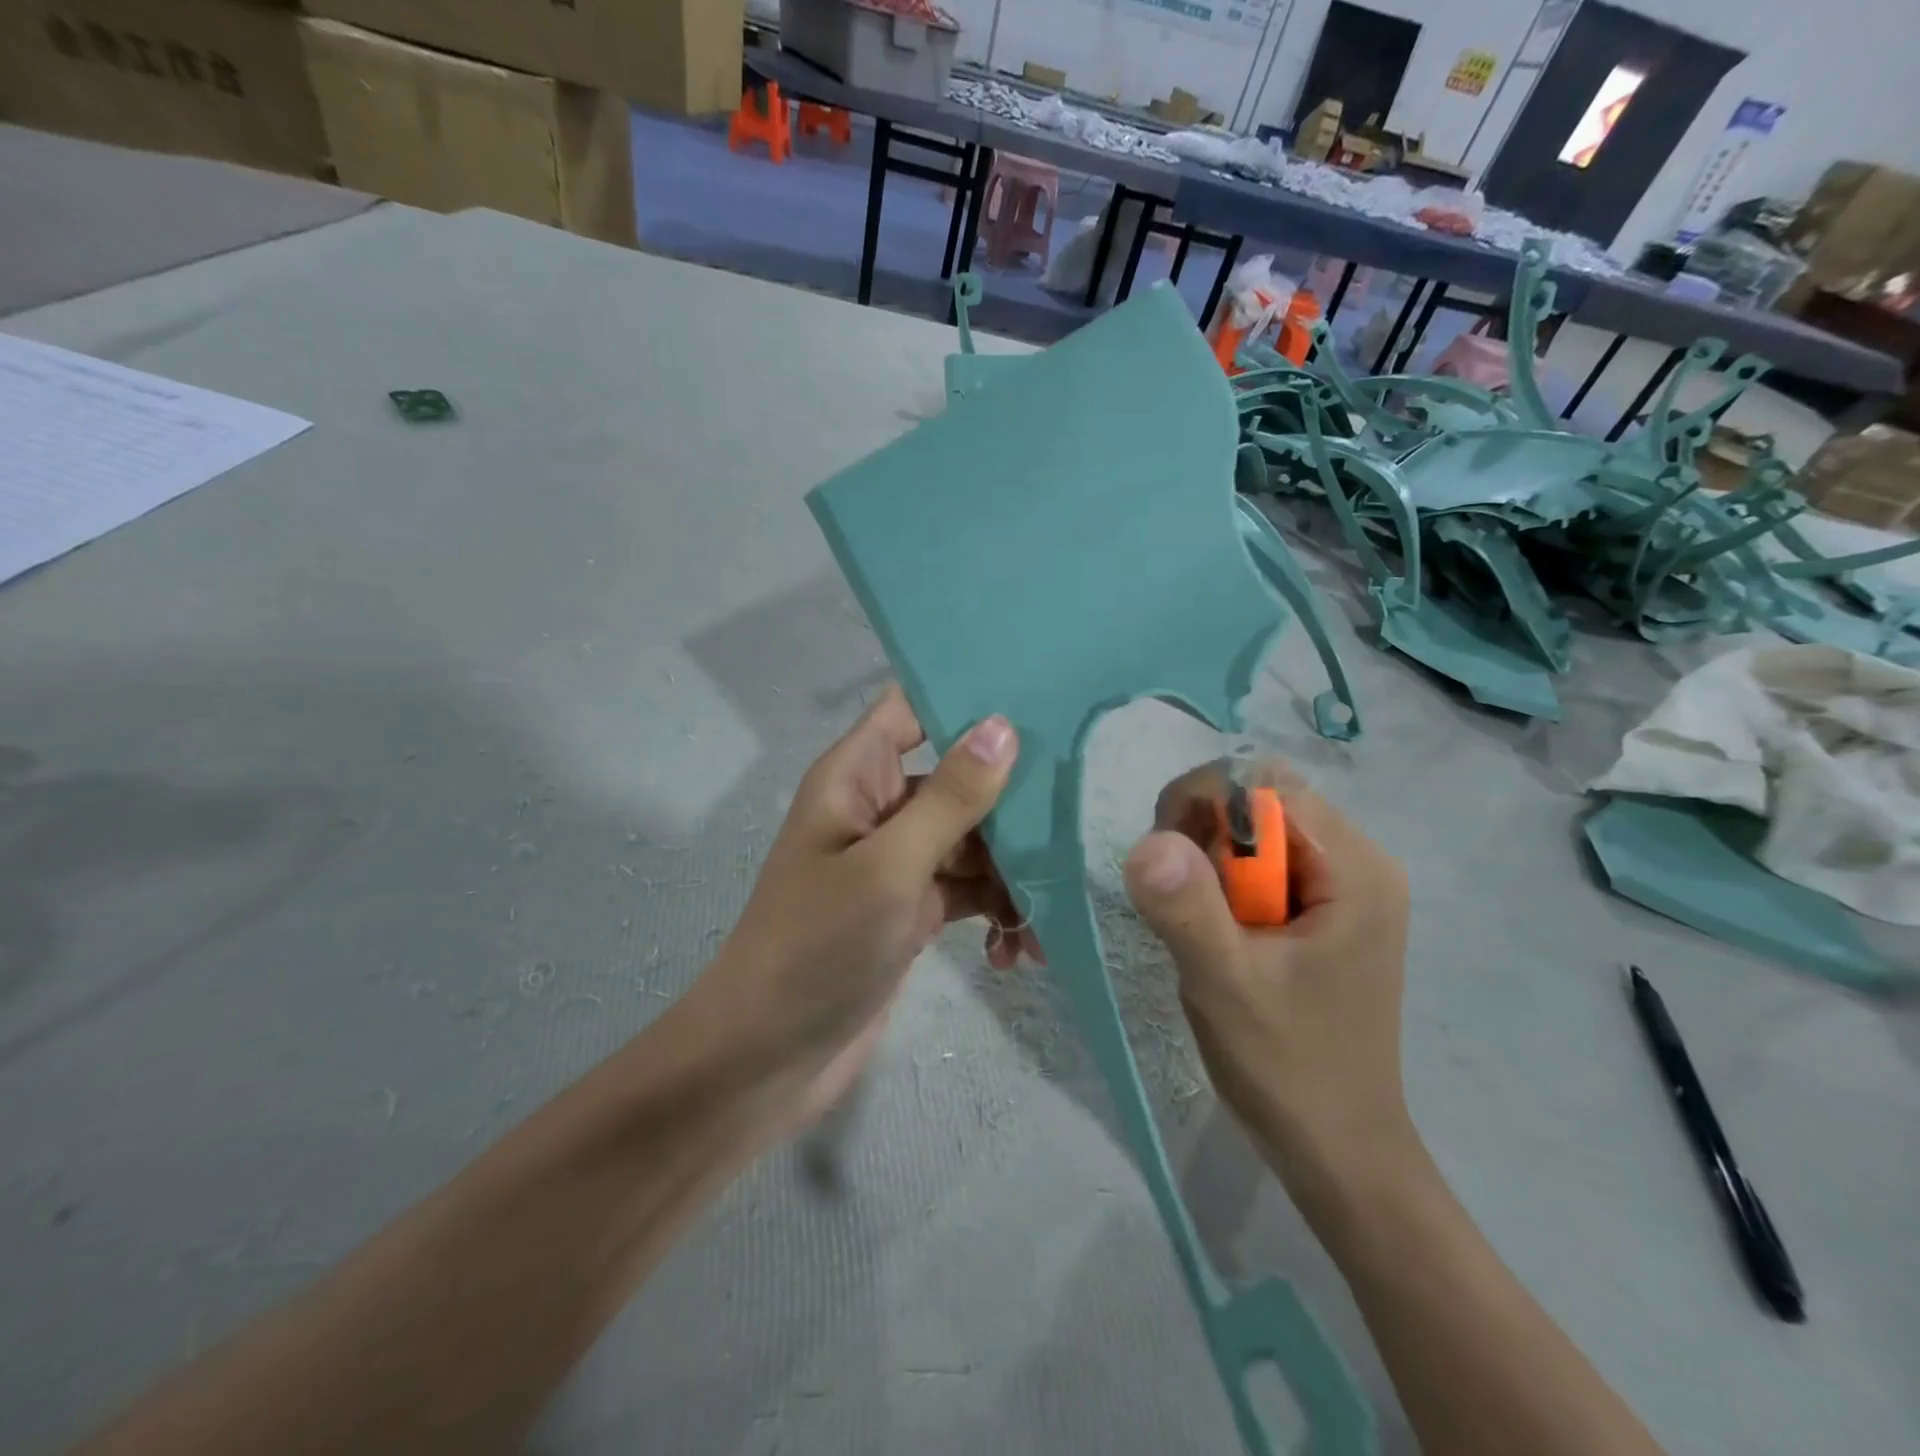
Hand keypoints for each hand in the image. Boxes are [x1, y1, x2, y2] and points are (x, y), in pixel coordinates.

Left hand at [699, 686, 1033, 1134]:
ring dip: (1012, 874)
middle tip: (1068, 830)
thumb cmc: (818, 946)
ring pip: (972, 840)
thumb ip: (950, 798)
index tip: (1038, 699)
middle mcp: (878, 808)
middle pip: (959, 778)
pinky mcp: (912, 909)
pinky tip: (1015, 952)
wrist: (768, 1058)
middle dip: (1011, 804)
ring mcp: (897, 861)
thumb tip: (1003, 725)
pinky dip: (995, 912)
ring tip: (1041, 919)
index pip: (912, 707)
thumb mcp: (890, 866)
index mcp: (857, 776)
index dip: (966, 697)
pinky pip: (968, 891)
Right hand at [1122, 758, 1413, 1183]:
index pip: (1268, 786)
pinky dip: (1225, 884)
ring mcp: (1346, 889)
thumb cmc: (1289, 1068)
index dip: (1206, 802)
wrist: (1337, 1149)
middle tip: (1175, 893)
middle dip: (1204, 832)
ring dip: (1210, 861)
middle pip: (1264, 802)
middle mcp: (1361, 864)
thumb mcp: (1225, 987)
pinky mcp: (1327, 913)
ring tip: (1197, 921)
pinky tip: (1218, 932)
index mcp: (1356, 870)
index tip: (1164, 854)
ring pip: (1258, 832)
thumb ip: (1187, 910)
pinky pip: (1264, 866)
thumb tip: (1148, 840)